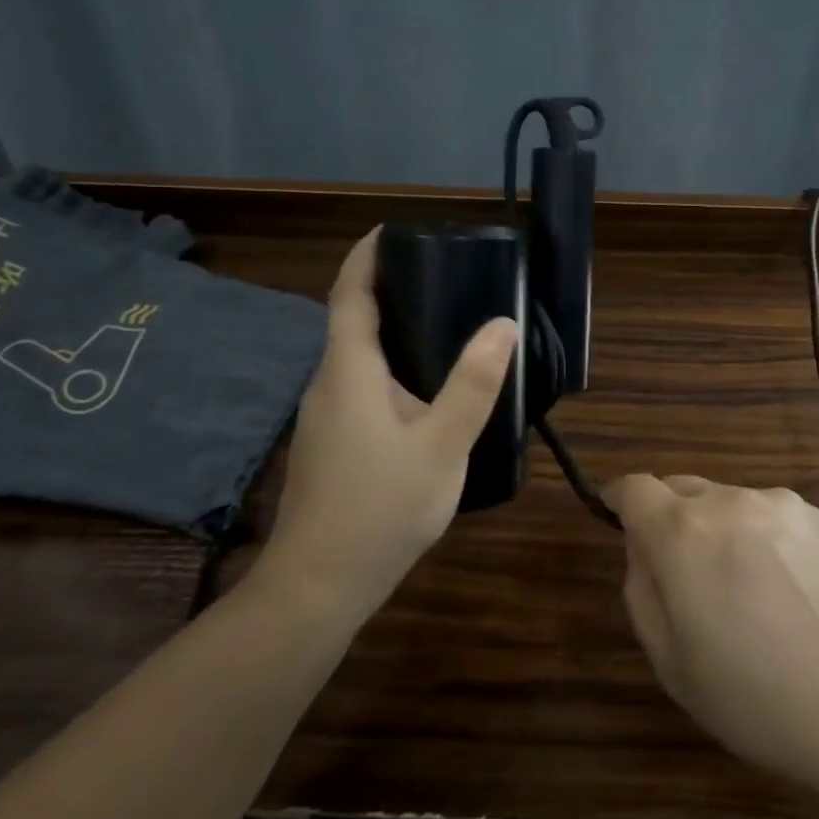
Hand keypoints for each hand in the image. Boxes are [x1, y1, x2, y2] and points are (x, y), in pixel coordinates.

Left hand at [257, 227, 514, 618]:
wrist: (316, 589)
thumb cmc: (380, 508)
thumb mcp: (442, 444)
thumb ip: (474, 383)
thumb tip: (502, 324)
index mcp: (348, 370)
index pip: (349, 293)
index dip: (366, 255)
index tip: (393, 229)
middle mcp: (328, 383)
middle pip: (352, 320)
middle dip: (388, 288)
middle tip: (441, 274)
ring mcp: (324, 416)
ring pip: (356, 357)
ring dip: (391, 330)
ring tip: (443, 322)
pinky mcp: (331, 443)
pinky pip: (359, 385)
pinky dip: (389, 366)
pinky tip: (425, 389)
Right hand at [606, 475, 818, 806]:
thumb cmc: (762, 700)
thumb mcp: (674, 665)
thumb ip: (642, 592)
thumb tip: (643, 551)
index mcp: (683, 532)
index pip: (634, 487)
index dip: (619, 499)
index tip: (616, 519)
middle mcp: (729, 501)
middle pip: (680, 489)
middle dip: (669, 521)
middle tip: (684, 579)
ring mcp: (780, 504)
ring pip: (727, 503)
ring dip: (718, 532)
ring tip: (748, 596)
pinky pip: (769, 516)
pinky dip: (761, 539)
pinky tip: (790, 594)